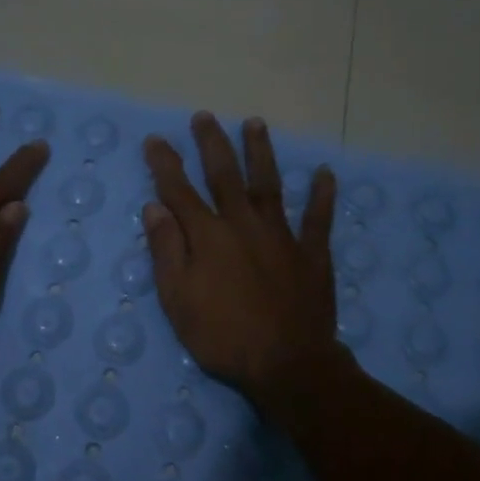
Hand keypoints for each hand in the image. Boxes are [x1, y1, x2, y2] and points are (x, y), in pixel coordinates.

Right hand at [143, 113, 346, 419]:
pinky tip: (325, 173)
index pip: (179, 191)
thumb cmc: (222, 336)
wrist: (286, 364)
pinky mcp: (311, 254)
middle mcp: (243, 225)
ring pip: (268, 185)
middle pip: (224, 175)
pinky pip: (318, 219)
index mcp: (208, 236)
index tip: (156, 140)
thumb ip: (166, 250)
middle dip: (212, 144)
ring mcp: (281, 236)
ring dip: (261, 153)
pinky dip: (322, 196)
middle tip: (204, 116)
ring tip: (256, 124)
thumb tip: (154, 207)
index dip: (165, 164)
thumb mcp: (177, 300)